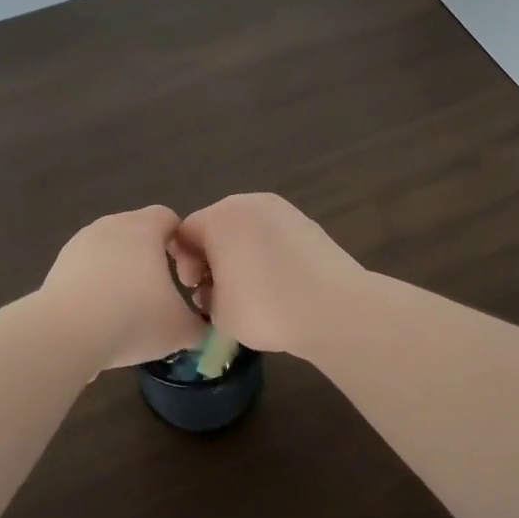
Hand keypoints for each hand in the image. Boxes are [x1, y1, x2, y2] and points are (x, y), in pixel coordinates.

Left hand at [40, 206, 208, 370]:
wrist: (65, 334)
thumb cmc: (133, 319)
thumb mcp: (180, 329)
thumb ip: (200, 325)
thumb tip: (205, 328)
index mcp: (143, 228)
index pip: (169, 218)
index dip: (182, 243)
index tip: (185, 276)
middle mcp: (110, 225)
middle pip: (138, 232)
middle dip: (151, 258)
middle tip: (160, 293)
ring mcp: (80, 243)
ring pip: (110, 250)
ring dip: (121, 271)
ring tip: (128, 308)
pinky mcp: (58, 265)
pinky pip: (87, 269)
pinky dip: (97, 285)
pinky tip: (101, 316)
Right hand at [171, 193, 366, 358]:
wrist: (334, 308)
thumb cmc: (265, 307)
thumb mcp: (218, 313)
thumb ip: (206, 296)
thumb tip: (214, 291)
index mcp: (218, 218)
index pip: (184, 234)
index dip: (184, 264)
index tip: (195, 290)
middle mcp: (247, 203)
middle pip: (216, 227)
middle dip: (212, 259)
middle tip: (219, 293)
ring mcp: (281, 210)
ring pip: (246, 230)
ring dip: (240, 256)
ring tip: (250, 291)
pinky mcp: (306, 223)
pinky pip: (272, 235)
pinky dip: (267, 254)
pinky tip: (277, 284)